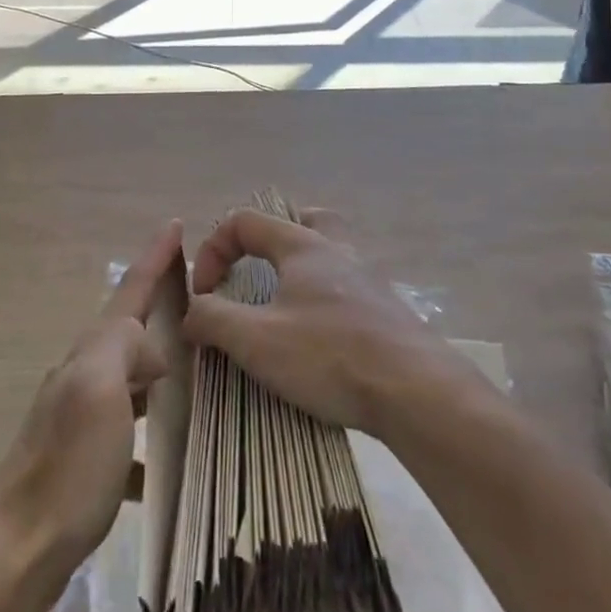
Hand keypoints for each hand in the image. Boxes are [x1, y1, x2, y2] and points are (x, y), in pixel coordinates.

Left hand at [0, 220, 182, 578]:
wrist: (15, 549)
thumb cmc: (67, 465)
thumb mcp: (100, 389)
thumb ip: (124, 348)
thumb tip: (151, 350)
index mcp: (92, 352)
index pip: (130, 291)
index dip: (155, 256)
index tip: (176, 222)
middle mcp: (83, 374)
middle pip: (127, 327)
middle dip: (156, 304)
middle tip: (194, 295)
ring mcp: (79, 416)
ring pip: (127, 374)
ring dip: (155, 362)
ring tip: (191, 366)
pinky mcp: (80, 459)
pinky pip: (125, 427)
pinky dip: (147, 428)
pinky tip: (165, 456)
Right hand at [180, 210, 462, 436]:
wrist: (418, 391)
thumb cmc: (330, 354)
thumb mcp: (257, 340)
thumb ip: (214, 319)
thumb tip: (191, 311)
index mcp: (302, 244)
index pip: (244, 221)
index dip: (213, 250)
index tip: (205, 295)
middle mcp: (336, 250)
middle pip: (301, 220)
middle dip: (269, 240)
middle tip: (255, 271)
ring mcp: (368, 279)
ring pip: (328, 254)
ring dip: (298, 272)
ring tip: (282, 307)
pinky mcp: (387, 312)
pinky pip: (346, 290)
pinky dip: (324, 302)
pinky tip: (319, 339)